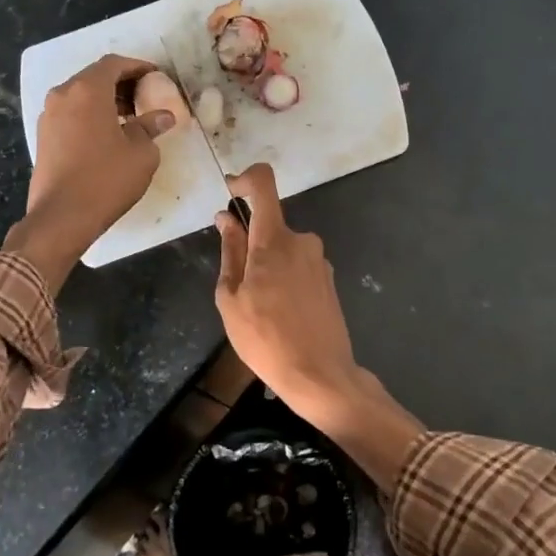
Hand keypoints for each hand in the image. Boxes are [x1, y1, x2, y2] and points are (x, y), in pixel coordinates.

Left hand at [6, 54, 176, 290]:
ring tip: (129, 117)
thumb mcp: (141, 153)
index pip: (114, 64)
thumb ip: (151, 127)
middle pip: (94, 77)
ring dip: (105, 100)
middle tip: (145, 96)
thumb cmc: (106, 179)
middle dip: (121, 83)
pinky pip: (71, 113)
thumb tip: (163, 116)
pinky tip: (107, 134)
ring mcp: (49, 116)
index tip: (155, 76)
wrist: (61, 217)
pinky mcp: (43, 136)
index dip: (137, 66)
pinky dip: (90, 114)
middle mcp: (63, 95)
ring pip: (80, 95)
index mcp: (87, 90)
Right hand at [213, 163, 358, 406]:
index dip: (244, 179)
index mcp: (274, 240)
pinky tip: (279, 315)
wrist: (320, 375)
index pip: (263, 184)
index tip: (230, 193)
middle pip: (269, 225)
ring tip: (259, 309)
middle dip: (249, 244)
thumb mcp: (231, 298)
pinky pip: (298, 266)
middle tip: (237, 285)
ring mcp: (319, 261)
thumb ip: (230, 251)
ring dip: (266, 266)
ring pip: (282, 249)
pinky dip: (283, 279)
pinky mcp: (328, 280)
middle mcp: (302, 241)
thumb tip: (226, 219)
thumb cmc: (265, 338)